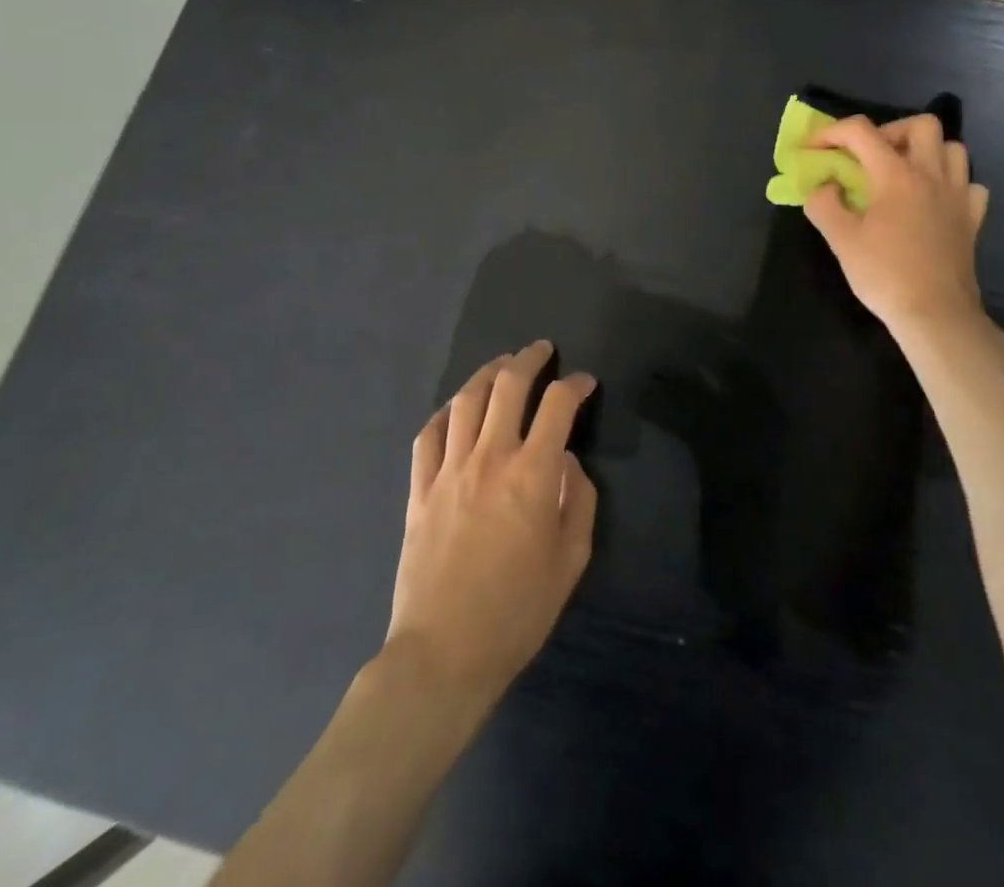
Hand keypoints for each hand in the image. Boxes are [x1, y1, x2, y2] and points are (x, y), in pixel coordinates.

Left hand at [385, 341, 597, 708]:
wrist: (444, 654)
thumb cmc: (518, 611)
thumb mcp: (571, 560)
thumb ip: (579, 500)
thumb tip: (568, 461)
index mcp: (533, 474)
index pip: (557, 405)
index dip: (575, 384)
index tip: (585, 382)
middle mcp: (490, 458)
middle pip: (508, 386)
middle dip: (529, 359)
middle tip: (541, 349)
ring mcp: (448, 470)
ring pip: (466, 400)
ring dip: (487, 373)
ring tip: (501, 364)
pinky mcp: (419, 489)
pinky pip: (428, 434)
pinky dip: (445, 412)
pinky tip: (456, 408)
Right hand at [803, 114, 991, 334]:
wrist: (935, 314)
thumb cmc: (885, 274)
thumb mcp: (841, 240)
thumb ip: (823, 205)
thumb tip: (824, 187)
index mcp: (896, 175)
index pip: (861, 131)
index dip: (830, 132)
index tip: (813, 149)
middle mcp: (931, 175)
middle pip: (922, 125)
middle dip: (891, 131)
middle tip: (871, 157)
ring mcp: (958, 195)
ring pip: (952, 149)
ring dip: (926, 152)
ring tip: (904, 174)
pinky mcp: (973, 218)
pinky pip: (969, 184)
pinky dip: (951, 183)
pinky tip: (934, 201)